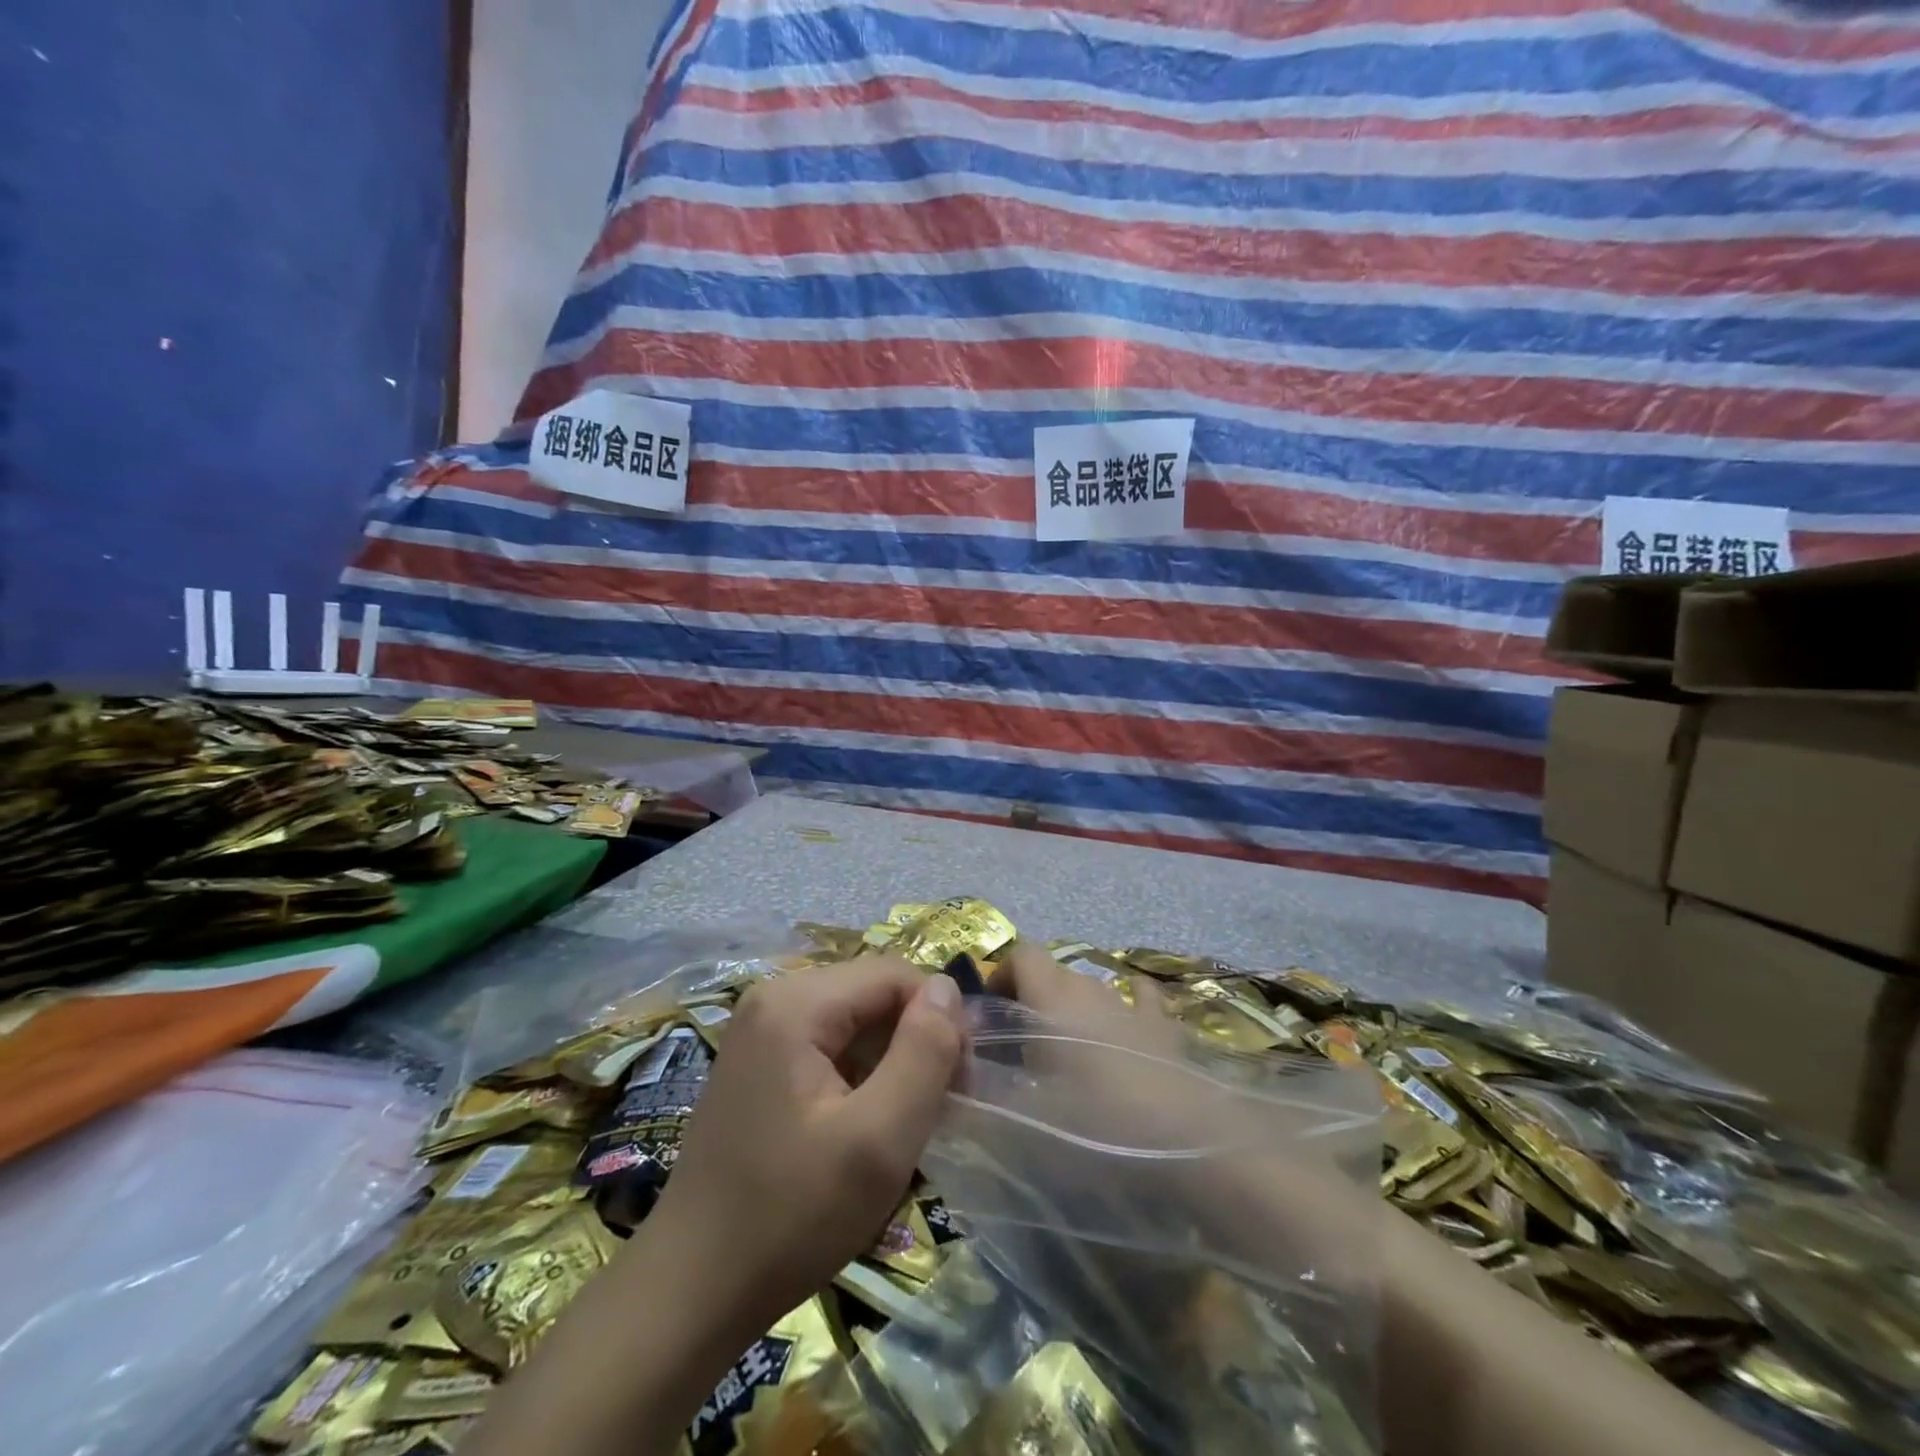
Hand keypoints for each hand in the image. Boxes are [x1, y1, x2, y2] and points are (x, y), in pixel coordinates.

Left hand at [642, 955, 966, 1335]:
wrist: (690, 1292)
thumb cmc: (790, 1216)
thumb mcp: (878, 1139)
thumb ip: (924, 1053)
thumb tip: (947, 988)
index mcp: (797, 1001)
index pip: (896, 976)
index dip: (939, 1020)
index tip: (959, 1086)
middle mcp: (775, 997)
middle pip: (874, 994)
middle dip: (915, 1043)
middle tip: (935, 1112)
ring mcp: (761, 1029)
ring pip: (856, 1021)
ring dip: (891, 1063)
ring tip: (902, 1127)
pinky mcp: (759, 1061)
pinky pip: (829, 1045)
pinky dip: (860, 1077)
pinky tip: (864, 1128)